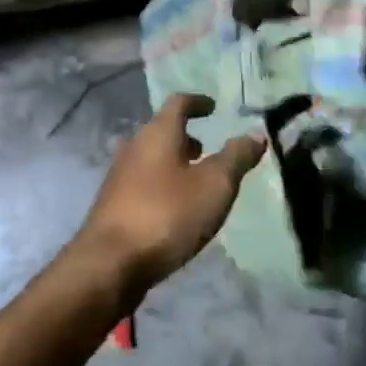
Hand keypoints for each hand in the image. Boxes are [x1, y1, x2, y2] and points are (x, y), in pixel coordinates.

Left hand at [72, 94, 266, 292]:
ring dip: (172, 162)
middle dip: (185, 137)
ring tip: (194, 180)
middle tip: (206, 149)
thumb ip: (236, 157)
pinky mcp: (113, 205)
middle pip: (160, 131)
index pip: (178, 103)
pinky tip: (173, 207)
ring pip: (150, 158)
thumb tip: (254, 134)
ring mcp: (118, 177)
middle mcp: (133, 147)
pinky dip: (161, 184)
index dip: (198, 102)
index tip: (213, 108)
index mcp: (157, 134)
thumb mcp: (215, 185)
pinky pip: (142, 183)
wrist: (111, 263)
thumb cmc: (167, 215)